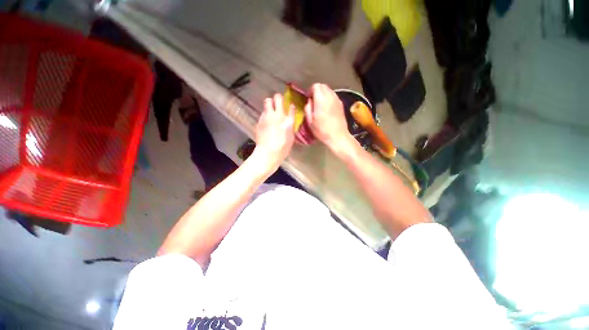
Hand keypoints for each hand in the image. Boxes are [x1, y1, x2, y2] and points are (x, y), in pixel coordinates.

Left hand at [254, 94, 294, 170]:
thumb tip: (289, 117)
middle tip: (277, 104)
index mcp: (287, 120)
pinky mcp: (259, 121)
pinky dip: (264, 116)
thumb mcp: (291, 137)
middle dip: (276, 99)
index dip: (289, 104)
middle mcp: (277, 115)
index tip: (289, 105)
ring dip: (269, 107)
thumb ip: (290, 125)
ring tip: (270, 115)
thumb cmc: (283, 148)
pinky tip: (265, 124)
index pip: (290, 106)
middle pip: (275, 98)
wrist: (268, 153)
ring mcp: (266, 117)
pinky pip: (262, 114)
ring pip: (266, 104)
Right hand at [305, 84, 353, 153]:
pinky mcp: (341, 104)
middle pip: (323, 86)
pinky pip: (333, 96)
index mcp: (321, 99)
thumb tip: (309, 101)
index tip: (308, 98)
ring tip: (320, 104)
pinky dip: (329, 98)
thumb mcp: (310, 121)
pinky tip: (327, 107)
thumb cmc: (322, 130)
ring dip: (323, 94)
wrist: (338, 136)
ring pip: (329, 90)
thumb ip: (308, 108)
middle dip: (317, 90)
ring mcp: (337, 100)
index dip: (310, 90)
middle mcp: (330, 96)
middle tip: (313, 100)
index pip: (316, 86)